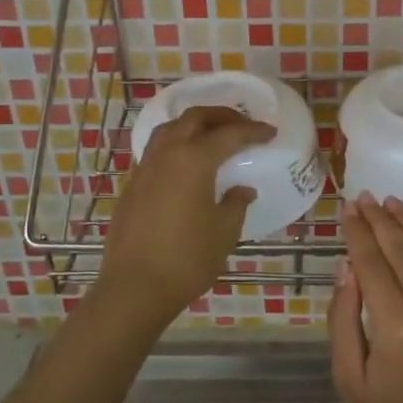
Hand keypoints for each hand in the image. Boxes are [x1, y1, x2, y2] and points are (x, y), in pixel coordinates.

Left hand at [97, 105, 275, 330]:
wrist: (135, 287)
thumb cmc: (187, 259)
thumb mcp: (224, 232)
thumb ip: (236, 204)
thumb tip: (242, 190)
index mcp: (194, 160)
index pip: (229, 134)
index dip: (253, 131)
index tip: (270, 132)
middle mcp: (167, 154)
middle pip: (194, 118)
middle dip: (221, 116)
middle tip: (242, 125)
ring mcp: (145, 167)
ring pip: (170, 129)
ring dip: (194, 125)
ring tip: (213, 137)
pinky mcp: (132, 184)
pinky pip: (157, 150)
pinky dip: (176, 144)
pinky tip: (187, 164)